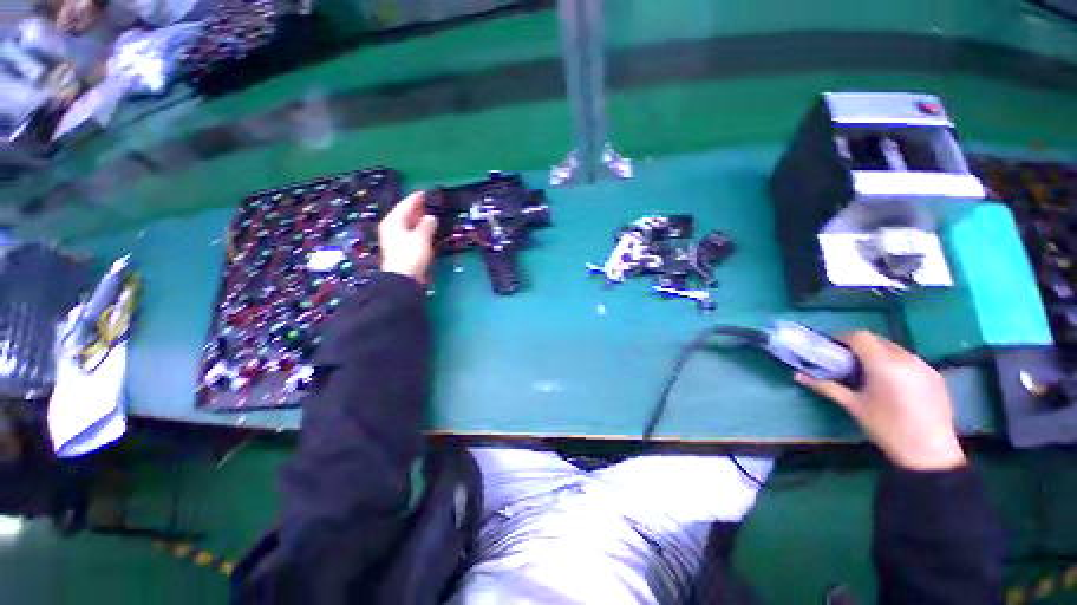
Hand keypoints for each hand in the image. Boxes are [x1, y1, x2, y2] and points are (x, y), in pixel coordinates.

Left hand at [378, 191, 437, 283]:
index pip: (405, 205)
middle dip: (417, 209)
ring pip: (408, 224)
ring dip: (419, 220)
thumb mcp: (421, 237)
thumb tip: (431, 217)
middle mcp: (392, 228)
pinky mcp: (402, 249)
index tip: (425, 192)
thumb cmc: (411, 254)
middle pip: (405, 214)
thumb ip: (427, 224)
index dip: (416, 198)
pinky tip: (427, 230)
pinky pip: (411, 234)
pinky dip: (419, 230)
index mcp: (393, 221)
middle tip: (428, 202)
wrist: (404, 278)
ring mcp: (396, 239)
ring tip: (429, 215)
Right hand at [795, 331, 966, 470]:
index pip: (860, 336)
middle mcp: (906, 359)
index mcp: (884, 364)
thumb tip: (798, 375)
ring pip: (895, 349)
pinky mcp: (935, 375)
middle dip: (859, 345)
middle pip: (878, 340)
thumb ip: (826, 386)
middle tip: (846, 360)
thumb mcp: (853, 406)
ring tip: (869, 372)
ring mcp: (924, 366)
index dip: (842, 337)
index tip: (831, 347)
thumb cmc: (887, 428)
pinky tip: (891, 383)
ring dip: (878, 353)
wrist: (930, 453)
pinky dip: (895, 363)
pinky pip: (910, 360)